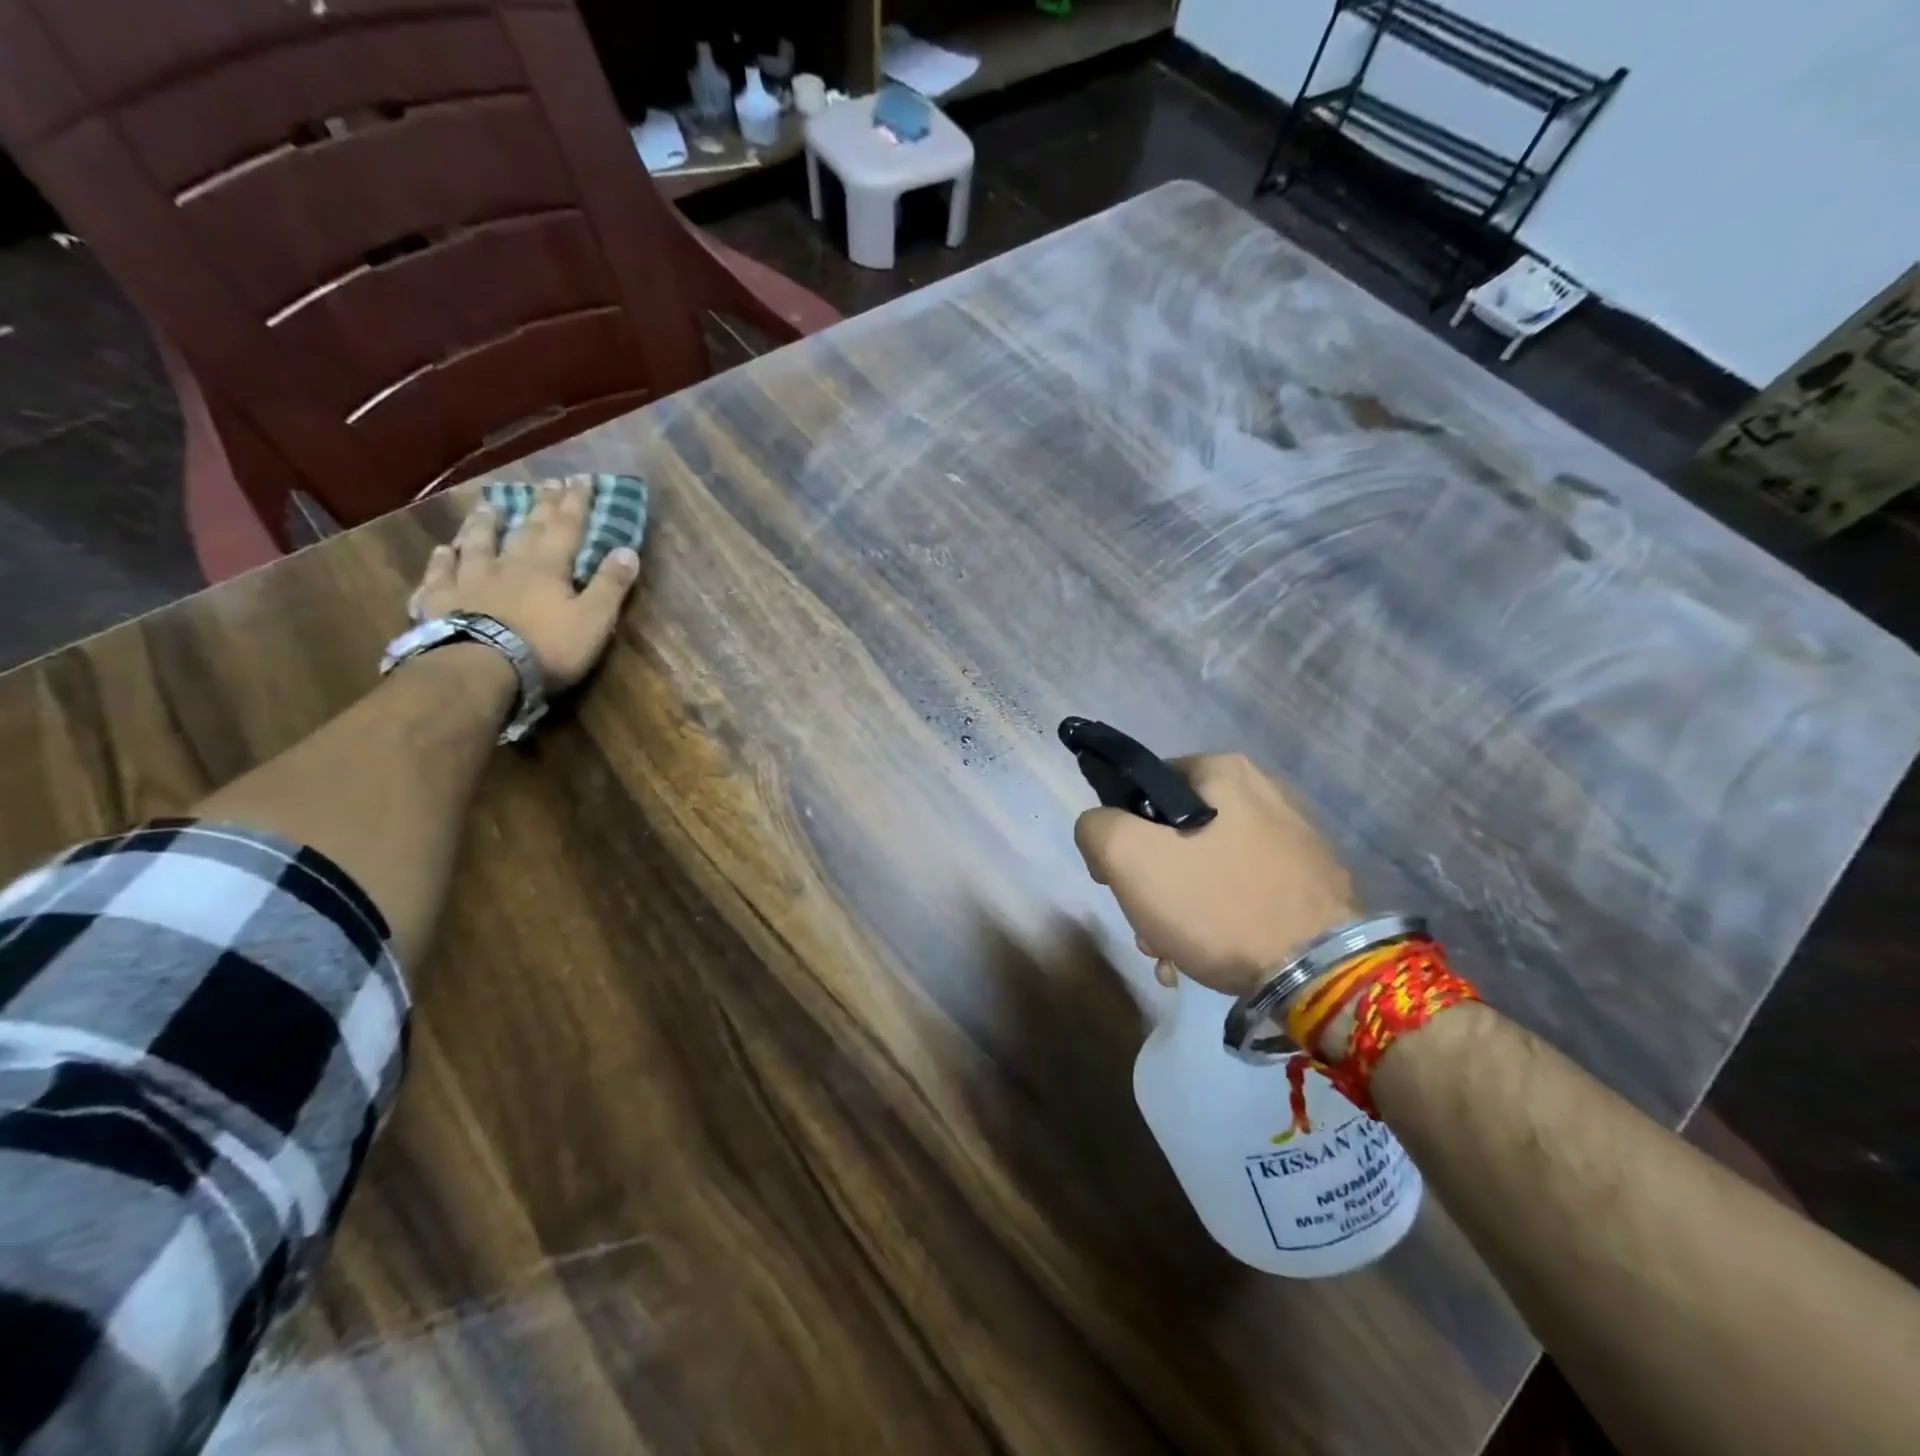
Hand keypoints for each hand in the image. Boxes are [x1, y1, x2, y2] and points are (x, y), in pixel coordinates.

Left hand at [412, 478, 640, 689]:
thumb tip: (628, 550)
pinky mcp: (439, 601)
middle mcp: (508, 563)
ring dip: (486, 523)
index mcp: (548, 566)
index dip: (577, 502)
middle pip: (526, 528)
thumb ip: (611, 585)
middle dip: (541, 505)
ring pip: (478, 542)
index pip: (567, 526)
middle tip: (547, 483)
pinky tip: (443, 551)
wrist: (481, 669)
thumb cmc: (546, 646)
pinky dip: (443, 560)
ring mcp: (469, 580)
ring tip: (490, 506)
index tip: (583, 478)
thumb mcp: (594, 620)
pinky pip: (440, 575)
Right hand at [1073, 752, 1357, 997]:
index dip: (1118, 832)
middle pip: (1175, 833)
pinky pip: (1244, 891)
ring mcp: (1294, 840)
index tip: (1116, 878)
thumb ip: (1096, 827)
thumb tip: (1102, 829)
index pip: (1144, 787)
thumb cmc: (1219, 904)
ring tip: (1172, 955)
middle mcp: (1265, 793)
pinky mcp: (1311, 883)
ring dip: (1178, 910)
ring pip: (1207, 867)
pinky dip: (1217, 921)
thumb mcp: (1131, 858)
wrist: (1323, 976)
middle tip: (1145, 928)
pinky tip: (1206, 958)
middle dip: (1151, 884)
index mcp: (1224, 771)